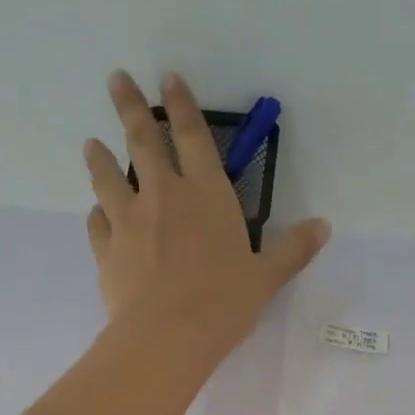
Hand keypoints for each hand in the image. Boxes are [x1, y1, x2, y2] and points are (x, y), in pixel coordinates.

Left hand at [84, 71, 329, 345]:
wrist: (166, 338)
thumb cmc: (222, 305)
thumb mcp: (266, 278)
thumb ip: (292, 250)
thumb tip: (324, 226)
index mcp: (206, 193)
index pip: (193, 135)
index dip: (181, 103)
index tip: (167, 77)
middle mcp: (164, 195)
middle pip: (143, 141)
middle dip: (129, 106)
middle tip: (115, 80)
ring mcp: (129, 221)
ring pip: (109, 177)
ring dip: (100, 157)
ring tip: (91, 143)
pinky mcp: (106, 250)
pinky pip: (97, 223)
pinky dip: (96, 214)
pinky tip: (95, 213)